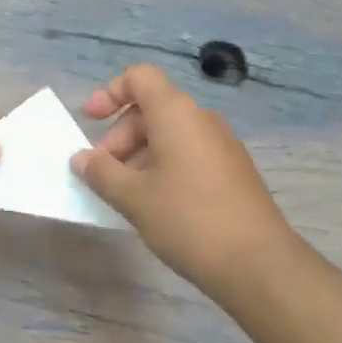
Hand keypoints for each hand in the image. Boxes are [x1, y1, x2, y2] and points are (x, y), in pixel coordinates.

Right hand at [74, 64, 297, 295]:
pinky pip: (189, 152)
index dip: (110, 93)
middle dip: (120, 134)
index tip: (89, 121)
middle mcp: (200, 118)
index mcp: (176, 112)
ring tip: (125, 193)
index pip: (139, 77)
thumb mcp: (134, 197)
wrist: (260, 265)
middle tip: (103, 172)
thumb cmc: (188, 219)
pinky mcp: (233, 170)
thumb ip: (101, 172)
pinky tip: (156, 203)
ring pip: (170, 132)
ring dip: (140, 153)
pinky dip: (164, 165)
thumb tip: (81, 158)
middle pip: (151, 107)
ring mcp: (221, 144)